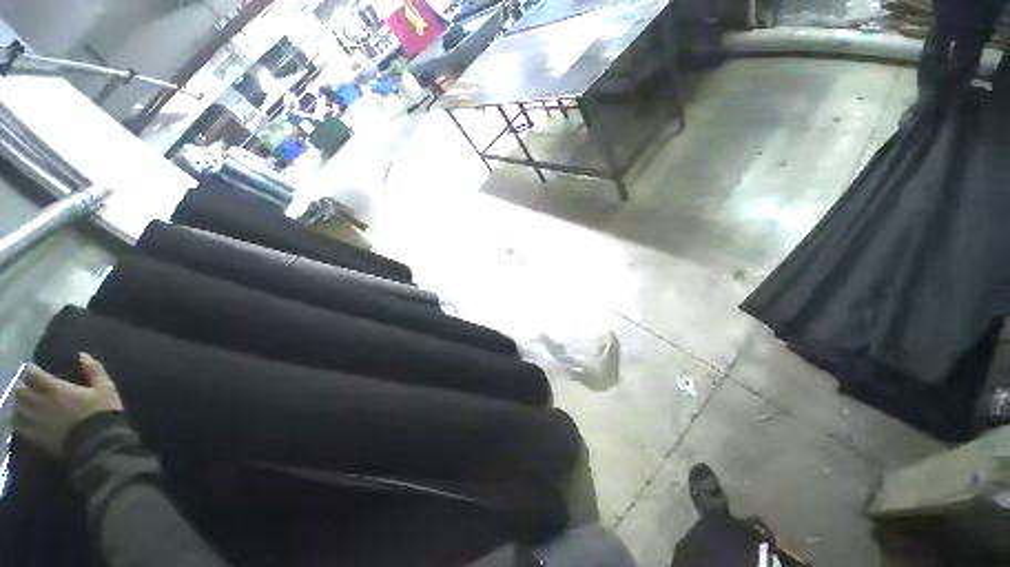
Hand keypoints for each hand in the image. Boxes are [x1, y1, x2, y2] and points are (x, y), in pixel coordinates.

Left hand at [13, 353, 123, 457]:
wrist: (99, 444)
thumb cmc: (102, 412)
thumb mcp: (105, 389)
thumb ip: (94, 370)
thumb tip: (82, 355)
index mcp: (56, 389)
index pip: (34, 374)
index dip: (32, 369)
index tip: (33, 368)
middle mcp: (41, 403)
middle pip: (21, 391)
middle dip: (23, 387)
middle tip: (28, 386)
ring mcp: (37, 421)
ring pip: (17, 408)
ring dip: (19, 403)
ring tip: (24, 402)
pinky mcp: (36, 436)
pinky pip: (19, 426)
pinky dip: (18, 420)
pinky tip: (22, 419)